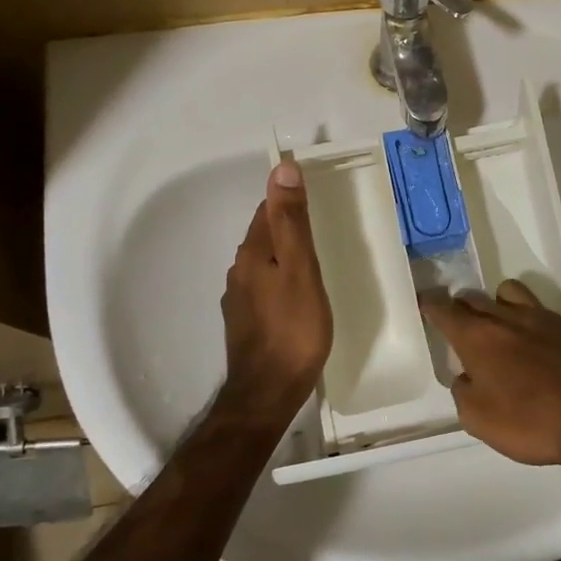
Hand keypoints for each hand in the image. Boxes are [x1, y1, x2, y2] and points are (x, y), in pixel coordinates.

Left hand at [220, 162, 331, 414]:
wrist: (268, 392)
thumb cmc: (293, 328)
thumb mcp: (300, 269)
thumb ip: (291, 221)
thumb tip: (282, 168)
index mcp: (253, 253)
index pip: (267, 210)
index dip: (287, 197)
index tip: (314, 194)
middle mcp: (239, 270)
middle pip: (264, 235)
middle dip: (286, 224)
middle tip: (320, 222)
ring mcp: (240, 298)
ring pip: (264, 262)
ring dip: (284, 253)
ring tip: (314, 257)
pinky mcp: (246, 321)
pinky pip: (265, 286)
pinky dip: (281, 279)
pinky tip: (298, 293)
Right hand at [418, 280, 560, 466]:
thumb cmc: (534, 421)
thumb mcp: (480, 421)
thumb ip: (464, 393)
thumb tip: (466, 377)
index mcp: (479, 337)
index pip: (445, 310)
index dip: (431, 304)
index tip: (424, 301)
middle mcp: (508, 317)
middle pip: (476, 298)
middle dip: (462, 306)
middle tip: (460, 322)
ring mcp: (544, 317)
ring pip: (511, 293)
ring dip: (498, 303)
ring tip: (500, 326)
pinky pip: (544, 312)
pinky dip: (533, 322)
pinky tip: (541, 347)